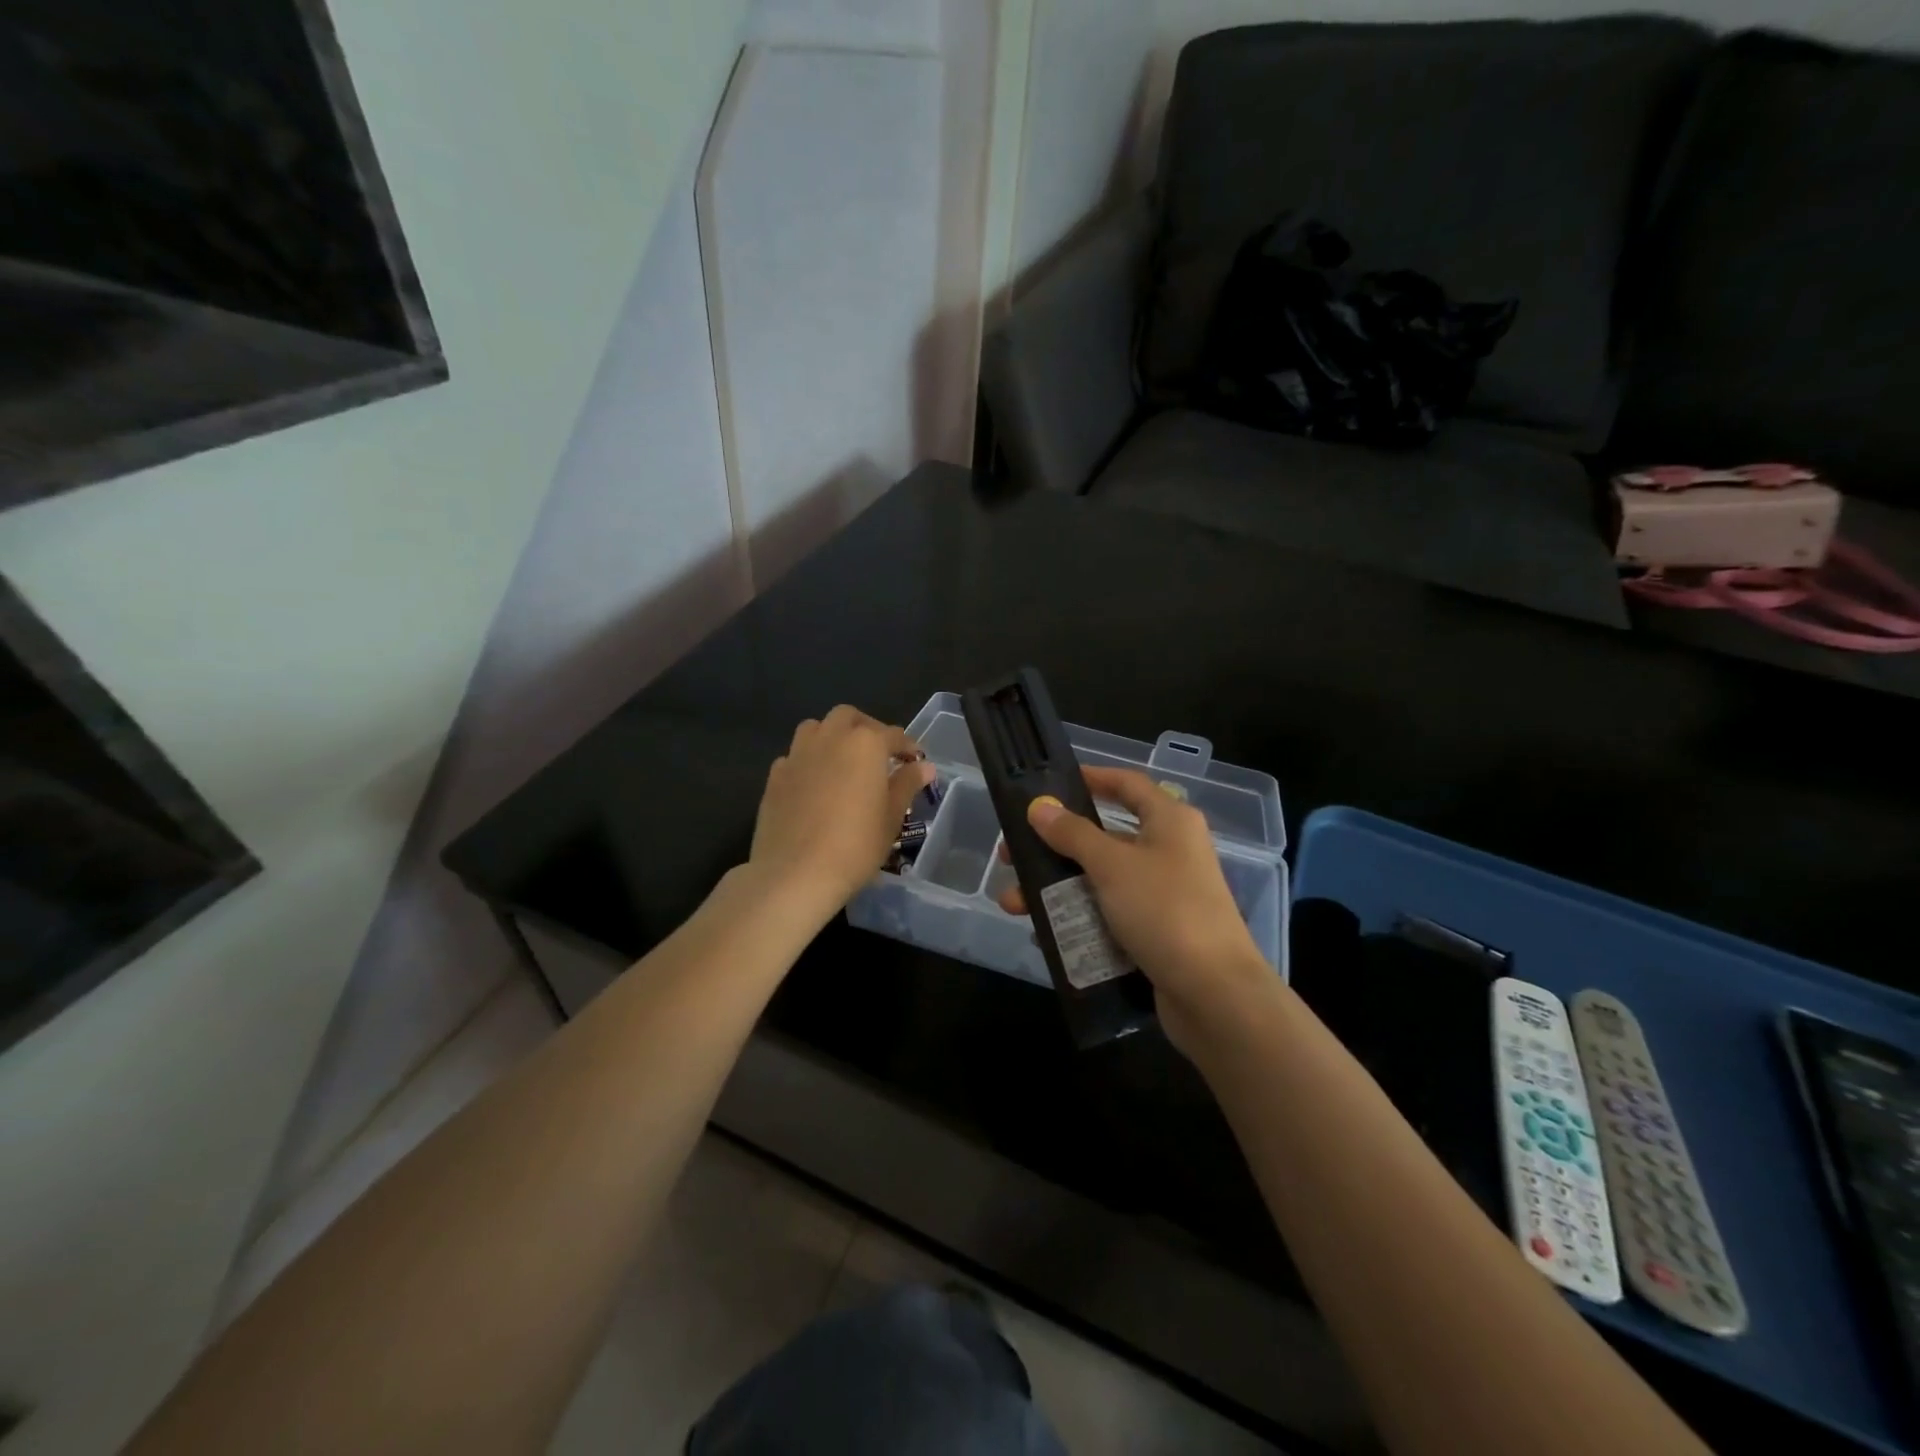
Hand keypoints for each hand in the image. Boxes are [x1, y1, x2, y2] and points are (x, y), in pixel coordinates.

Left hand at [748, 706, 933, 922]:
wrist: (795, 873)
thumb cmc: (855, 846)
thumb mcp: (891, 817)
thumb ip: (906, 785)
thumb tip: (924, 766)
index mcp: (865, 744)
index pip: (893, 734)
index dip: (908, 748)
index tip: (915, 763)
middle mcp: (830, 738)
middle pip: (849, 717)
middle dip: (866, 729)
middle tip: (878, 755)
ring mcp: (798, 754)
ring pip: (816, 728)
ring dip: (833, 736)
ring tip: (843, 762)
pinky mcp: (775, 775)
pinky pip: (795, 755)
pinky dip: (809, 761)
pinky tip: (814, 785)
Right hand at [996, 766, 1278, 1056]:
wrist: (1215, 995)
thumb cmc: (1165, 911)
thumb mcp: (1112, 865)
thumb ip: (1073, 834)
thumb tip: (1040, 806)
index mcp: (1169, 821)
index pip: (1127, 783)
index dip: (1091, 778)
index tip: (1050, 783)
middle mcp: (1169, 850)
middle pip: (1103, 836)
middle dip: (1055, 846)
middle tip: (1011, 854)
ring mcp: (1163, 894)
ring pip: (1100, 880)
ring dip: (1057, 888)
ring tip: (1013, 903)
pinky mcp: (1156, 932)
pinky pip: (1108, 915)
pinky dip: (1077, 918)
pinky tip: (1042, 932)